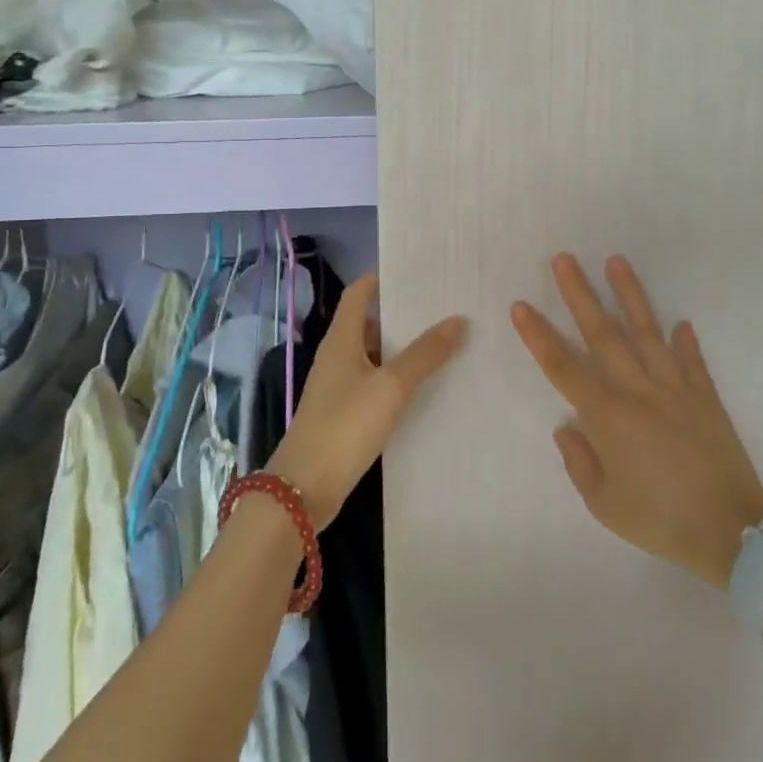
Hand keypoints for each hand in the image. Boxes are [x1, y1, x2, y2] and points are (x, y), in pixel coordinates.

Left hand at [269, 273, 465, 528]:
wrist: (305, 488)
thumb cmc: (345, 425)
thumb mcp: (390, 386)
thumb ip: (424, 354)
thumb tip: (457, 320)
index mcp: (341, 339)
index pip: (358, 293)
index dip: (382, 279)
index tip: (417, 273)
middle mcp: (337, 356)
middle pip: (369, 323)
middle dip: (402, 315)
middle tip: (443, 308)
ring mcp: (339, 386)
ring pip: (373, 355)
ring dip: (401, 348)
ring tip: (443, 343)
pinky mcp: (345, 413)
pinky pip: (374, 383)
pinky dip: (396, 378)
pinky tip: (424, 386)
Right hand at [511, 254, 762, 589]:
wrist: (733, 532)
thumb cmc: (661, 520)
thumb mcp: (605, 504)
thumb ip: (579, 462)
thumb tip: (566, 427)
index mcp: (608, 416)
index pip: (563, 367)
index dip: (539, 336)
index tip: (521, 306)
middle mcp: (638, 390)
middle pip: (603, 334)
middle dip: (580, 294)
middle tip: (565, 259)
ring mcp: (675, 389)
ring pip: (648, 332)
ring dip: (631, 295)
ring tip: (617, 261)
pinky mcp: (705, 397)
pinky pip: (692, 361)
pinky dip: (686, 341)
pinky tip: (681, 322)